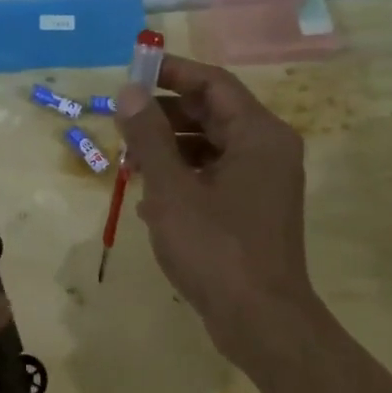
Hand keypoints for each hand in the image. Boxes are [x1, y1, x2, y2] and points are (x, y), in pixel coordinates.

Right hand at [115, 56, 317, 363]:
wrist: (261, 321)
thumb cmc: (216, 249)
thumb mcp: (171, 189)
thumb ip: (149, 137)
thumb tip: (129, 92)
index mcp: (258, 134)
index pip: (214, 83)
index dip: (172, 73)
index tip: (133, 71)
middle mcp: (268, 150)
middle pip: (213, 112)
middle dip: (165, 113)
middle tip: (123, 118)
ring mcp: (264, 182)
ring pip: (212, 146)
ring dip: (170, 147)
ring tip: (129, 157)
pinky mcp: (254, 209)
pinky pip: (216, 175)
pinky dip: (184, 176)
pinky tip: (149, 196)